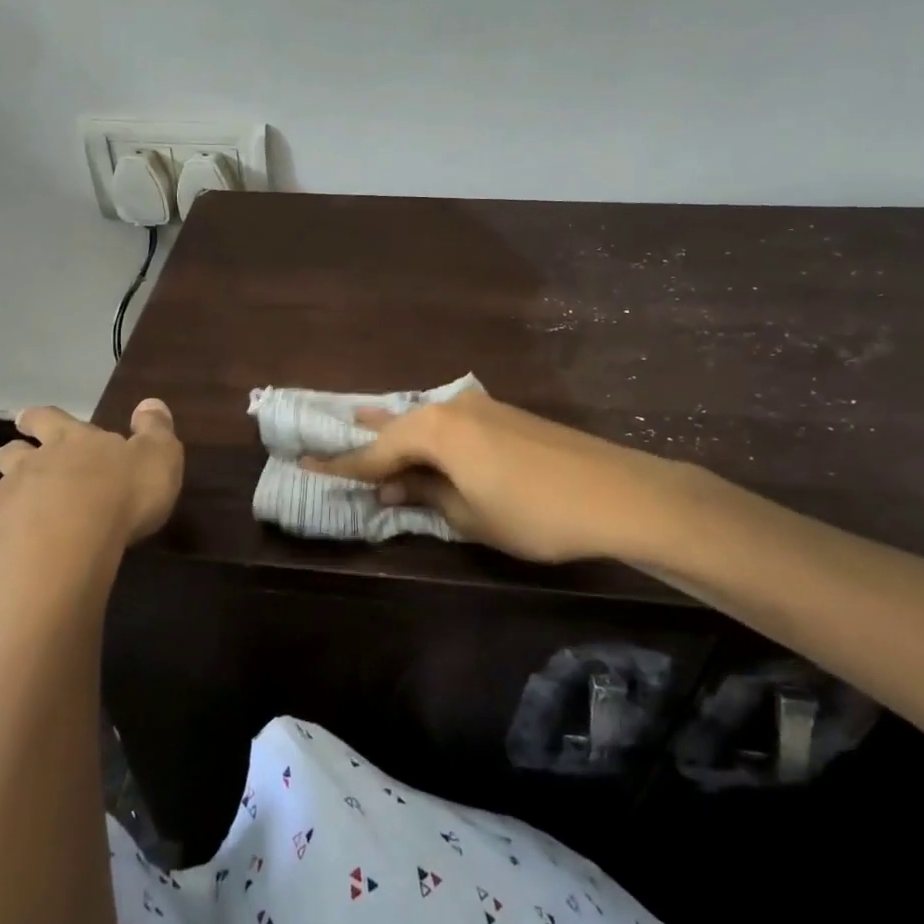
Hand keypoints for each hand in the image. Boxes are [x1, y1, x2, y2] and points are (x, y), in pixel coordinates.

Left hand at [0, 400, 182, 619]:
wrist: (65, 550)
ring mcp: (1, 504)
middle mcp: (29, 466)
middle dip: (12, 454)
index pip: (49, 419)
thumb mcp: (158, 458)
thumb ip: (155, 430)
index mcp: (70, 442)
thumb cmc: (120, 498)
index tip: (25, 419)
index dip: (38, 418)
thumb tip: (151, 402)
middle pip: (12, 453)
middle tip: (13, 458)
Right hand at [300, 390, 692, 564]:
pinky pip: (450, 421)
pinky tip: (423, 436)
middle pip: (397, 424)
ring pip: (424, 418)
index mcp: (434, 430)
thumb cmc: (533, 512)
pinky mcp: (505, 415)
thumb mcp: (469, 515)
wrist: (618, 493)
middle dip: (366, 437)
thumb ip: (425, 495)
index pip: (375, 451)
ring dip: (396, 427)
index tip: (305, 464)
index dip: (341, 465)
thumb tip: (391, 487)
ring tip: (365, 420)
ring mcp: (481, 408)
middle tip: (327, 434)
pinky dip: (428, 432)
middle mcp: (451, 408)